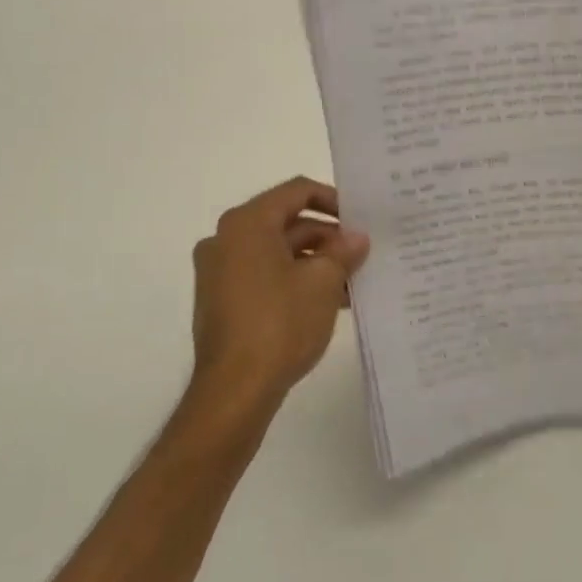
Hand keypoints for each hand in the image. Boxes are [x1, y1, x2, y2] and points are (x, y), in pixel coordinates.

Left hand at [188, 177, 369, 415]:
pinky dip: (294, 281)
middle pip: (287, 223)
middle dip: (327, 238)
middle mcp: (226, 239)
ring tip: (351, 284)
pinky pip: (264, 276)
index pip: (296, 191)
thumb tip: (356, 238)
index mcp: (247, 223)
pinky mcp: (221, 300)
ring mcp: (219, 272)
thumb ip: (343, 251)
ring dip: (315, 263)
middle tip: (361, 255)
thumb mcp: (323, 282)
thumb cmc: (280, 324)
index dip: (333, 200)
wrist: (235, 390)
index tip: (360, 219)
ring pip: (277, 253)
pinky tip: (327, 303)